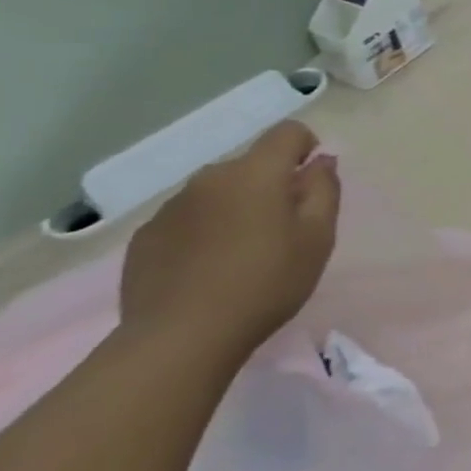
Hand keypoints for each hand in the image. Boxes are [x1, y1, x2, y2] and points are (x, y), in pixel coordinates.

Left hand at [120, 120, 339, 362]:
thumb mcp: (318, 238)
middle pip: (250, 166)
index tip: (312, 182)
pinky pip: (187, 220)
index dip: (306, 147)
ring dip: (236, 209)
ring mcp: (172, 206)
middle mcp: (210, 178)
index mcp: (256, 173)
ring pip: (217, 193)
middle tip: (283, 231)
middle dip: (271, 186)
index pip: (287, 133)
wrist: (181, 337)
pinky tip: (208, 271)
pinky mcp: (146, 237)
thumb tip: (321, 162)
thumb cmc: (266, 283)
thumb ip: (324, 191)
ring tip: (243, 255)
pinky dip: (204, 233)